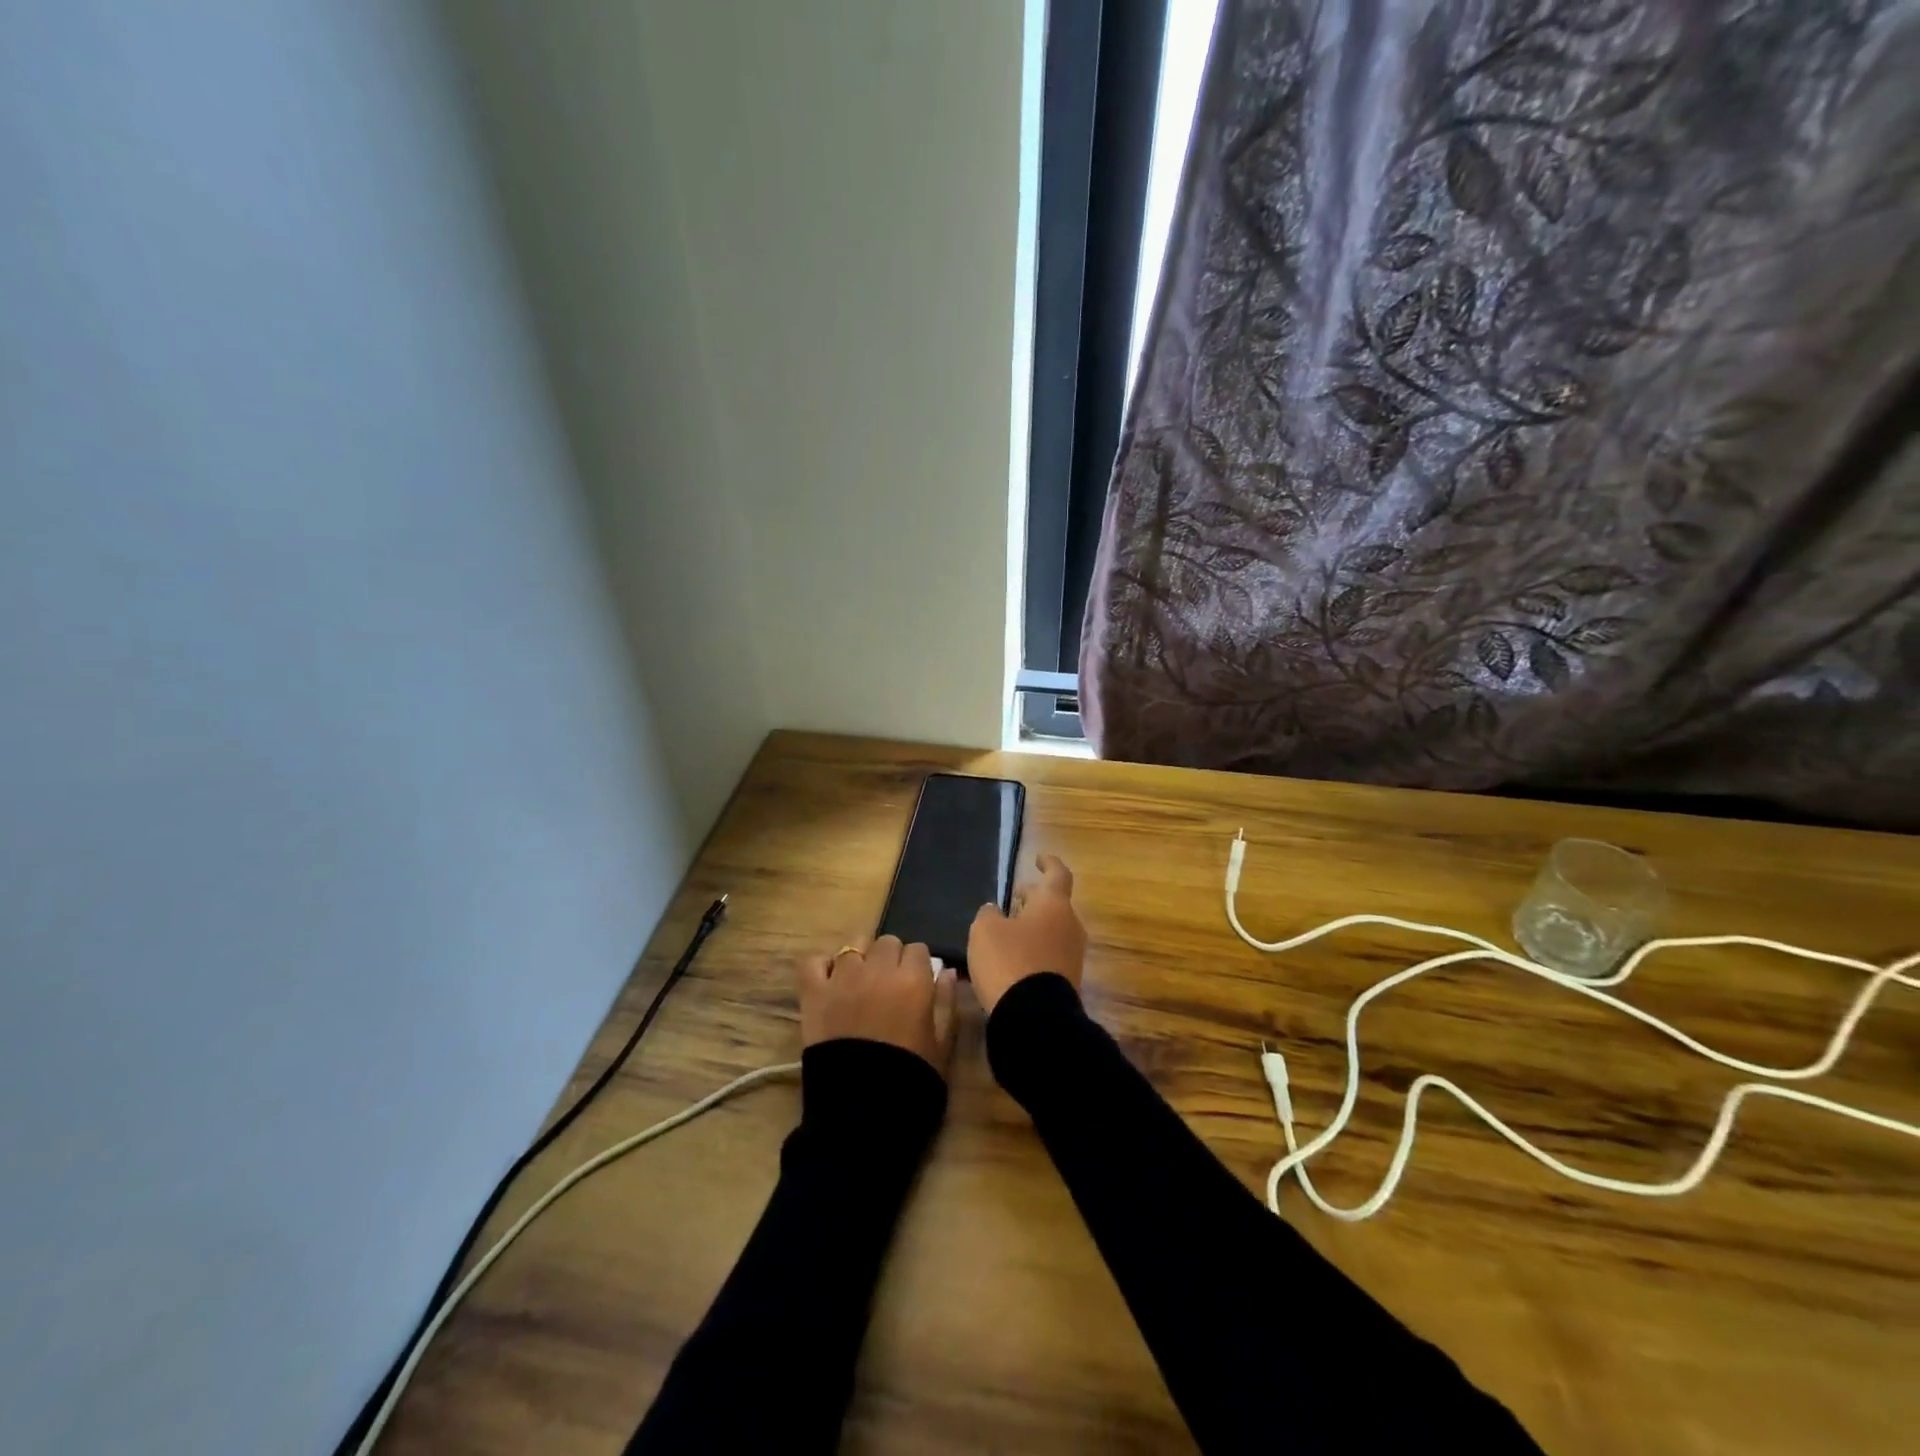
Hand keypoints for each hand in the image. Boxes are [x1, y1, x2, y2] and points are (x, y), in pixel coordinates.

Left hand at [797, 935, 958, 1075]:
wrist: (862, 1112)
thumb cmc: (910, 1079)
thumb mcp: (942, 1045)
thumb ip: (947, 1003)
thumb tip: (947, 972)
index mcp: (913, 980)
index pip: (918, 949)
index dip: (918, 966)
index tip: (916, 983)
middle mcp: (878, 970)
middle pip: (887, 942)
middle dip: (891, 958)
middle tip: (889, 984)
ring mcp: (843, 978)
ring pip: (854, 944)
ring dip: (860, 957)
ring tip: (860, 980)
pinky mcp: (814, 993)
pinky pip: (814, 962)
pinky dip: (822, 966)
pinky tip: (830, 980)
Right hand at [967, 854, 1087, 1014]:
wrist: (1036, 1018)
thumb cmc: (1009, 961)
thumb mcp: (985, 931)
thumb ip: (989, 914)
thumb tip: (995, 911)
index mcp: (1053, 904)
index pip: (1057, 874)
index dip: (1048, 863)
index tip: (1038, 859)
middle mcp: (1069, 925)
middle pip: (1054, 904)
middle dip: (1034, 898)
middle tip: (1014, 898)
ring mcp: (1072, 955)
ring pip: (1052, 929)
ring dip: (1033, 925)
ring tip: (1008, 929)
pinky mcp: (1068, 980)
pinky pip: (1050, 954)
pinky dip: (1034, 949)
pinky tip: (1013, 957)